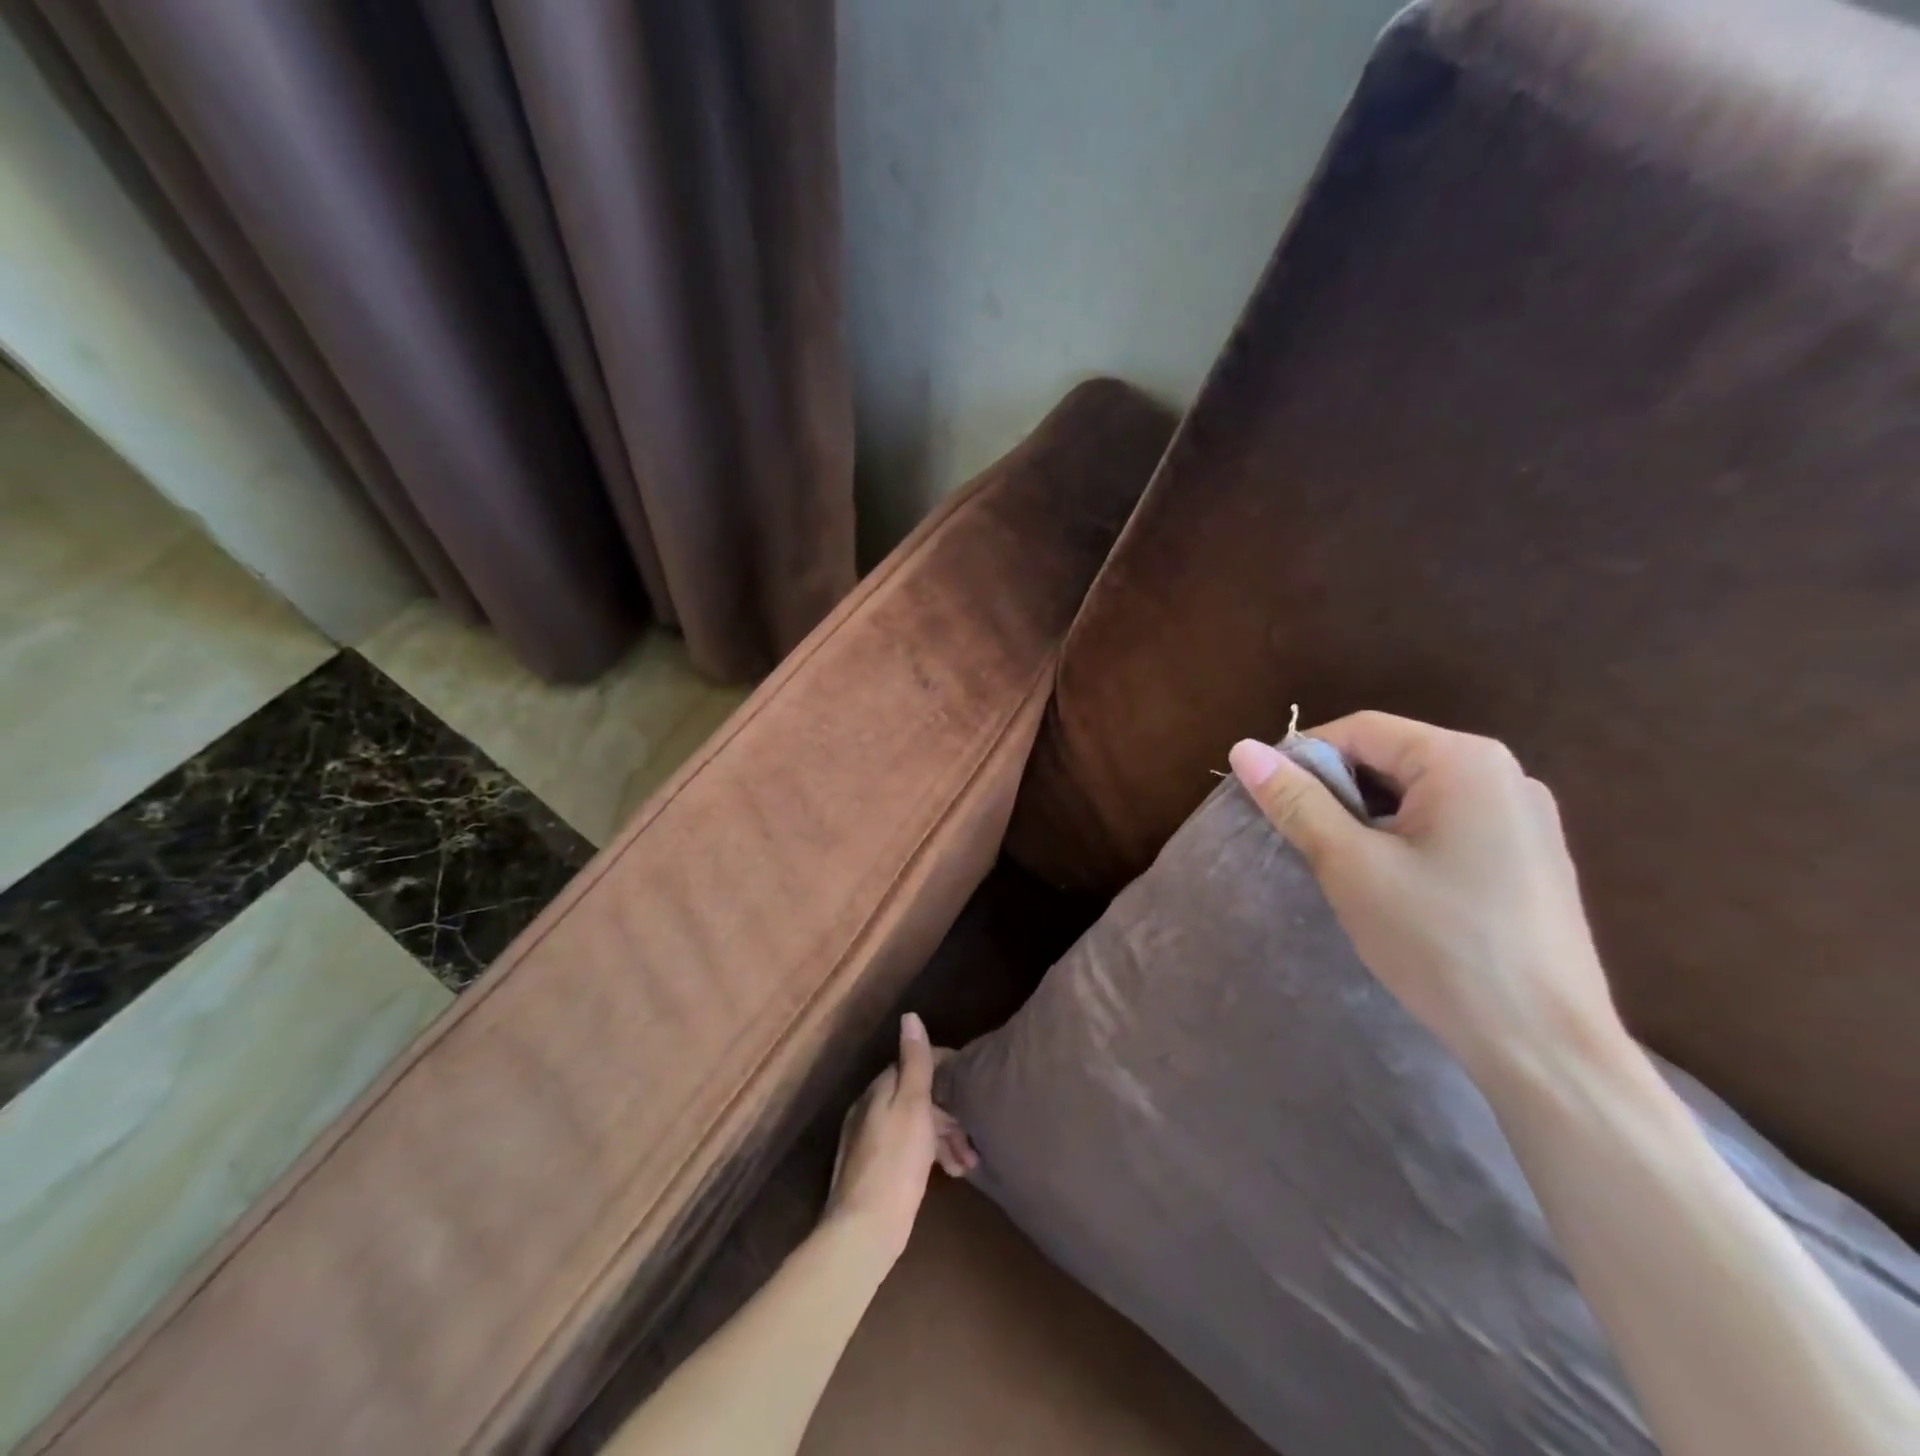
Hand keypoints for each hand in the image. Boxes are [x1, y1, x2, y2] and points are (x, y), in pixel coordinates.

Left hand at [824, 1013, 976, 1262]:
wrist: (864, 1231)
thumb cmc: (896, 1162)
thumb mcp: (913, 1106)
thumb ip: (915, 1063)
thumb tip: (910, 1016)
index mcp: (879, 1090)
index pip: (915, 1063)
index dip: (946, 1070)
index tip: (973, 1084)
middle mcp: (871, 1109)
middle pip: (918, 1097)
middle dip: (949, 1112)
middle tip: (975, 1136)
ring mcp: (871, 1141)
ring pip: (917, 1125)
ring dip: (945, 1138)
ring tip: (969, 1163)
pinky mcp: (877, 1170)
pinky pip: (910, 1148)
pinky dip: (932, 1155)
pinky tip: (951, 1174)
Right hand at [1228, 712, 1622, 1084]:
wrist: (1544, 1047)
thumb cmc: (1438, 942)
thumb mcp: (1350, 865)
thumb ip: (1296, 801)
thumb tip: (1244, 749)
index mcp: (1465, 760)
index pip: (1361, 731)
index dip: (1303, 758)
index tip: (1270, 802)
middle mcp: (1505, 774)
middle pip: (1392, 760)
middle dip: (1337, 793)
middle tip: (1303, 842)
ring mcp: (1525, 819)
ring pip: (1416, 797)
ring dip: (1367, 821)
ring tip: (1343, 869)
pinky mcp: (1530, 859)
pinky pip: (1448, 827)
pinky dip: (1405, 842)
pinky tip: (1394, 889)